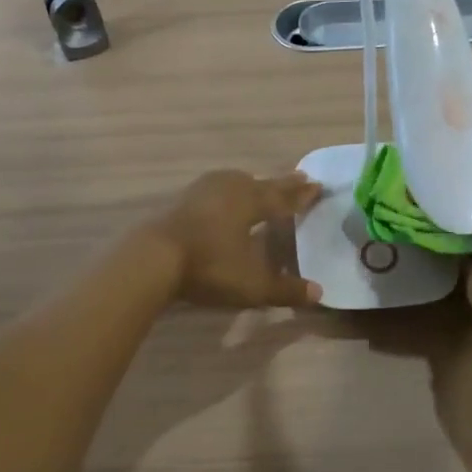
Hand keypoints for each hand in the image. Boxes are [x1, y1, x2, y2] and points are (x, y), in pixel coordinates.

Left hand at [150, 170, 323, 308]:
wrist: (153, 258)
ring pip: (236, 180)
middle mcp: (231, 189)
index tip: (318, 186)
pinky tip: (223, 197)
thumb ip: (286, 289)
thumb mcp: (252, 285)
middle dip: (282, 184)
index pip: (283, 198)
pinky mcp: (182, 199)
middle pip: (262, 184)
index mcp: (252, 202)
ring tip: (261, 185)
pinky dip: (229, 190)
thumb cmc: (209, 266)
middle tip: (300, 178)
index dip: (302, 195)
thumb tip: (319, 292)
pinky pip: (216, 188)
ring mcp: (203, 191)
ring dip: (253, 183)